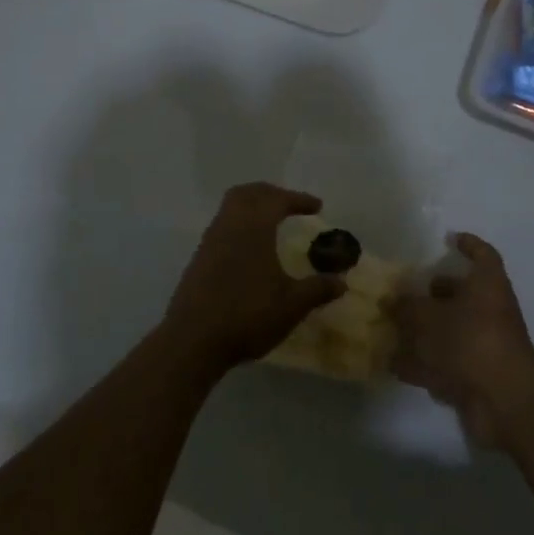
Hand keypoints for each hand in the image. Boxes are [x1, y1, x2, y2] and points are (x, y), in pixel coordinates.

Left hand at [163, 183, 346, 371]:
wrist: (192, 341)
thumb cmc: (247, 315)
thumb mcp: (291, 305)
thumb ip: (317, 289)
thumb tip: (341, 281)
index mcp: (254, 227)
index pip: (277, 199)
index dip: (299, 199)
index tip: (317, 207)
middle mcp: (229, 225)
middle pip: (248, 193)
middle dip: (271, 193)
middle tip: (289, 204)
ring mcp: (210, 241)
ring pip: (230, 207)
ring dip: (252, 207)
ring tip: (271, 224)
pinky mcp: (198, 259)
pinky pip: (222, 226)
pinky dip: (239, 225)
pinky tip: (249, 250)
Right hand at [391, 233, 533, 449]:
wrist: (503, 400)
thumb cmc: (470, 340)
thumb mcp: (429, 316)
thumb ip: (407, 306)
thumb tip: (391, 299)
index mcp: (488, 284)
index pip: (483, 255)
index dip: (468, 245)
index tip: (448, 240)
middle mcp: (490, 310)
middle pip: (463, 294)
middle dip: (435, 294)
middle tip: (407, 293)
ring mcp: (485, 344)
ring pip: (452, 330)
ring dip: (425, 331)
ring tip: (393, 329)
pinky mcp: (478, 375)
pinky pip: (447, 362)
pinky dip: (424, 363)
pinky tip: (396, 365)